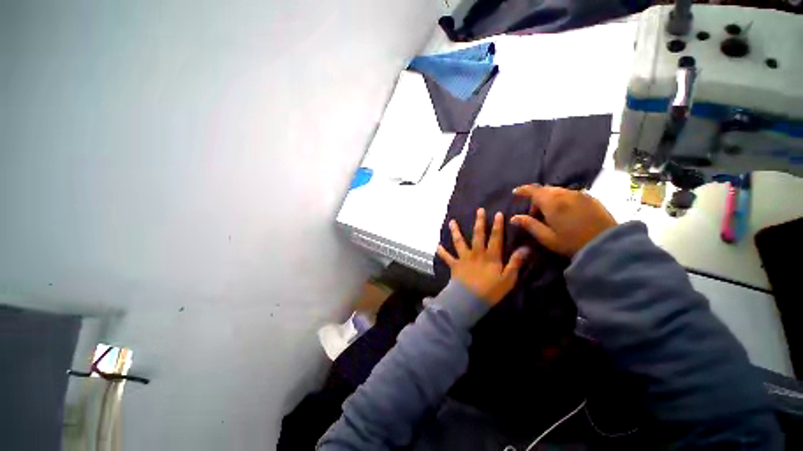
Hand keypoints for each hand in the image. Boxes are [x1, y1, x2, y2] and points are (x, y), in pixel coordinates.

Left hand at [437, 208, 528, 305]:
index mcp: (490, 256)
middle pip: (478, 235)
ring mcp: (464, 258)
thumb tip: (525, 249)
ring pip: (459, 242)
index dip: (497, 225)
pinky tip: (437, 246)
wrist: (470, 300)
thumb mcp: (508, 279)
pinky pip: (447, 257)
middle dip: (479, 222)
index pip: (496, 237)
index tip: (498, 213)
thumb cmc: (491, 291)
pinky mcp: (454, 265)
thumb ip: (515, 263)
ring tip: (452, 222)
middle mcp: (476, 253)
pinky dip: (442, 252)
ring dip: (455, 231)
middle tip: (479, 210)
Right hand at [510, 185, 616, 256]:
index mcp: (552, 202)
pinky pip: (570, 194)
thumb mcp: (547, 237)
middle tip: (534, 213)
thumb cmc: (572, 242)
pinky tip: (564, 212)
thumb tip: (513, 218)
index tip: (515, 192)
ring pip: (558, 191)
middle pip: (545, 189)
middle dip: (536, 198)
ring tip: (549, 214)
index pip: (534, 190)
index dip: (523, 190)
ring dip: (549, 198)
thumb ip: (529, 225)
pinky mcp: (591, 198)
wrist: (608, 245)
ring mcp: (580, 194)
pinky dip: (562, 199)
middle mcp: (565, 194)